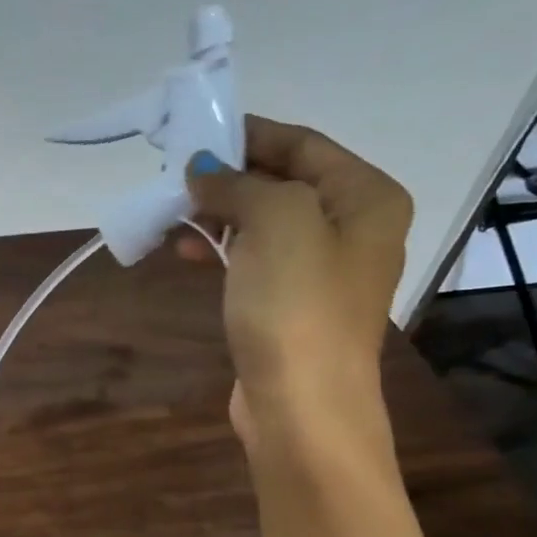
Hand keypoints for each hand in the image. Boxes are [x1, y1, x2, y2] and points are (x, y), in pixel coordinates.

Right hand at [177, 116, 411, 439]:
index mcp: (365, 197)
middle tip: (174, 173)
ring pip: (262, 222)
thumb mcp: (275, 222)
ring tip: (171, 212)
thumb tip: (203, 170)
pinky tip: (185, 251)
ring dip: (217, 213)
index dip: (249, 133)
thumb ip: (239, 183)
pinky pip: (253, 259)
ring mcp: (321, 270)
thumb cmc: (297, 306)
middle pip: (282, 181)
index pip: (302, 143)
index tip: (195, 130)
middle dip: (228, 175)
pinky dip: (220, 249)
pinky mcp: (290, 304)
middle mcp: (351, 227)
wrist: (302, 405)